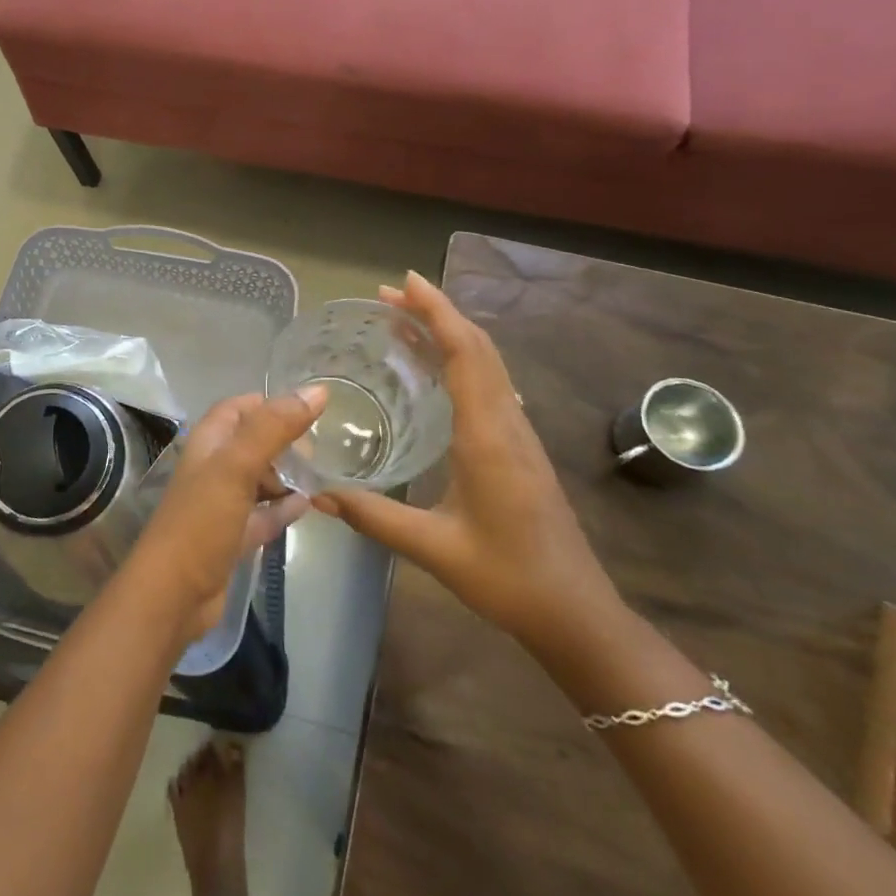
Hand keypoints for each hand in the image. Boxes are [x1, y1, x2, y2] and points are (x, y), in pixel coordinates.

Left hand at [125, 389, 325, 635]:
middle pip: (252, 442)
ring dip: (286, 475)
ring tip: (321, 475)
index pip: (239, 408)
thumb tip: (317, 390)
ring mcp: (221, 504)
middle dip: (284, 441)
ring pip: (259, 479)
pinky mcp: (232, 537)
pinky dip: (283, 508)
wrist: (173, 594)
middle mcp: (213, 468)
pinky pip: (263, 514)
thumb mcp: (238, 466)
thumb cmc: (202, 521)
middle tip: (319, 450)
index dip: (271, 404)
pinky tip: (308, 506)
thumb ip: (274, 427)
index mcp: (208, 443)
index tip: (310, 411)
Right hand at [311, 271, 621, 653]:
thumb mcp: (435, 548)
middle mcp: (507, 423)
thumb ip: (374, 517)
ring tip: (405, 321)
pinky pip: (491, 384)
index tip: (404, 282)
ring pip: (488, 363)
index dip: (436, 312)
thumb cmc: (508, 577)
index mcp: (488, 436)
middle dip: (437, 312)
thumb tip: (318, 494)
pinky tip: (437, 371)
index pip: (465, 354)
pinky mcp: (520, 448)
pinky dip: (462, 359)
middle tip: (390, 295)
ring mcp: (519, 434)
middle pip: (478, 348)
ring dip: (450, 333)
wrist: (577, 614)